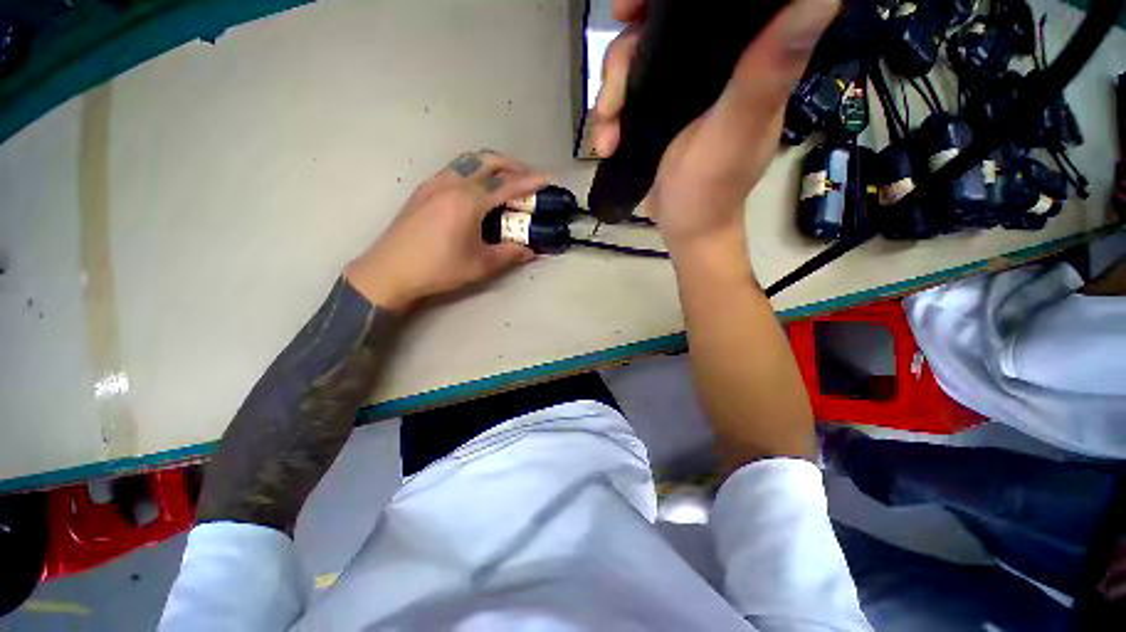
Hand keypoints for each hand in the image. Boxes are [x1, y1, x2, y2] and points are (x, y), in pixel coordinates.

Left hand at [345, 151, 547, 311]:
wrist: (390, 270)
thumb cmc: (439, 269)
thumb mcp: (481, 265)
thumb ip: (509, 254)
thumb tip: (531, 251)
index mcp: (469, 201)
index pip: (506, 185)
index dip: (530, 182)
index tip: (546, 179)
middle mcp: (452, 184)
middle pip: (486, 161)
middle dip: (511, 164)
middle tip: (526, 175)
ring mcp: (434, 184)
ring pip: (467, 161)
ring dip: (490, 165)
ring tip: (502, 178)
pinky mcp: (423, 190)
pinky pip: (453, 170)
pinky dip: (471, 171)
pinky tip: (474, 188)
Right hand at [592, 0, 838, 252]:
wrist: (687, 228)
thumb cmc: (712, 189)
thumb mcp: (735, 131)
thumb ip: (766, 71)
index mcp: (746, 57)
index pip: (712, 5)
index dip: (668, 1)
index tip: (635, 11)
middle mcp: (715, 64)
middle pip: (659, 29)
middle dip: (626, 54)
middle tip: (613, 91)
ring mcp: (682, 89)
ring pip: (634, 63)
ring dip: (611, 97)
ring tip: (607, 137)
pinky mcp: (659, 112)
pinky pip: (626, 97)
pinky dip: (609, 118)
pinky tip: (606, 144)